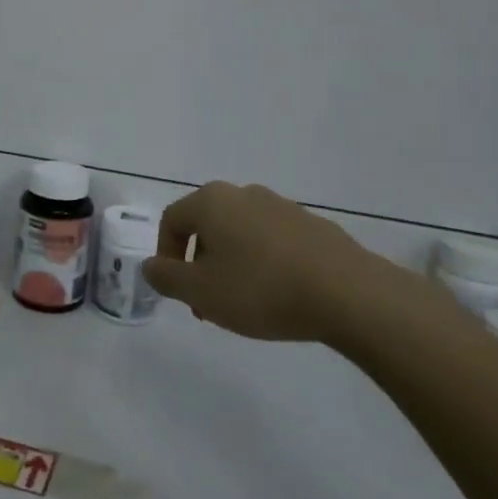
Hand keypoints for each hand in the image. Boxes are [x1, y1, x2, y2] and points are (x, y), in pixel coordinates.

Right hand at [143, 182, 413, 347]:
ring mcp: (281, 206)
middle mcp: (243, 194)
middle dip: (200, 264)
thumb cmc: (261, 289)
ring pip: (240, 234)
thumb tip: (150, 265)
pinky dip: (263, 264)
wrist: (347, 293)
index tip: (178, 292)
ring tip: (243, 305)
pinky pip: (272, 241)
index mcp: (211, 201)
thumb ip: (166, 277)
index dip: (166, 256)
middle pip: (207, 226)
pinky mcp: (311, 225)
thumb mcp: (200, 292)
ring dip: (231, 265)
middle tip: (207, 303)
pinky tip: (278, 296)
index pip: (172, 220)